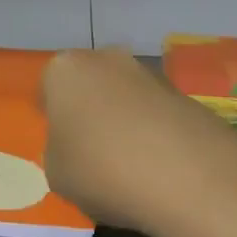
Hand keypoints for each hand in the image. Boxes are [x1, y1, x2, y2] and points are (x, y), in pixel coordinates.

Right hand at [39, 48, 236, 236]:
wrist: (189, 177)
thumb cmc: (103, 170)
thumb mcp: (57, 174)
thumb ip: (59, 152)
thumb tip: (77, 148)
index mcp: (65, 70)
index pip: (48, 89)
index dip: (53, 120)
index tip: (63, 149)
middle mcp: (105, 59)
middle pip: (90, 86)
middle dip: (91, 113)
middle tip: (95, 156)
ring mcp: (149, 73)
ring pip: (125, 98)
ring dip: (125, 123)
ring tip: (133, 169)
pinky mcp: (185, 94)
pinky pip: (157, 115)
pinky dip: (156, 135)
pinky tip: (162, 170)